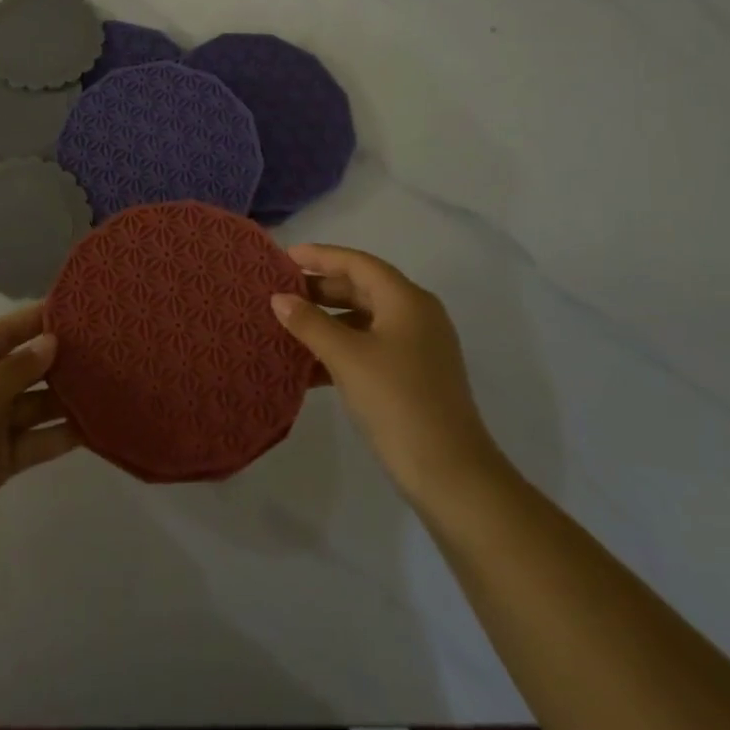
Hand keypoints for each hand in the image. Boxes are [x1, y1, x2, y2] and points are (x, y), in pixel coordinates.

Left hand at [0, 303, 80, 569]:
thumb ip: (14, 371)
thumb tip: (50, 341)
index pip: (5, 332)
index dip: (37, 320)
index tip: (78, 309)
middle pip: (25, 367)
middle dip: (60, 358)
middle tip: (106, 348)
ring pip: (36, 404)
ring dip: (66, 397)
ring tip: (109, 385)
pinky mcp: (1, 461)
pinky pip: (37, 440)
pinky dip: (61, 435)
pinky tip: (95, 427)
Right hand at [272, 244, 504, 511]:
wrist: (449, 473)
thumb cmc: (396, 401)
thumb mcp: (346, 357)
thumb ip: (310, 323)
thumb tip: (279, 298)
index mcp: (407, 300)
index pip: (358, 263)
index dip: (321, 256)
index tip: (284, 257)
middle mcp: (416, 315)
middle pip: (363, 288)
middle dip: (321, 288)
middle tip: (281, 292)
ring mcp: (418, 347)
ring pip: (364, 319)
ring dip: (328, 320)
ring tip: (289, 326)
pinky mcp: (414, 375)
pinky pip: (370, 347)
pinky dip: (341, 348)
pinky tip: (309, 365)